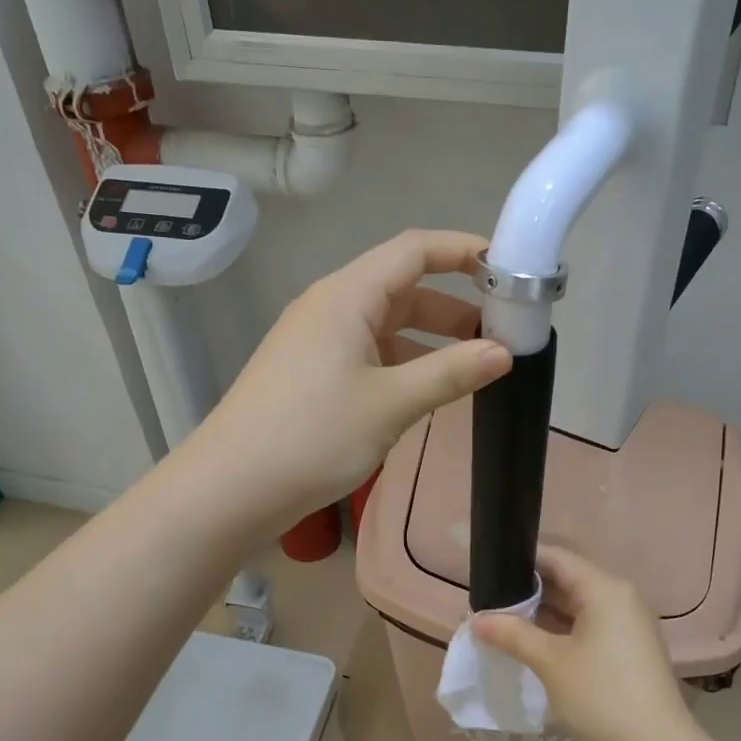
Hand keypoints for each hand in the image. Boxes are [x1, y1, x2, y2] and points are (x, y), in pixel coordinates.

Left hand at [187, 229, 511, 531]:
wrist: (230, 489)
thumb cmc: (313, 436)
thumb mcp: (391, 403)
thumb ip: (451, 373)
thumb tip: (503, 353)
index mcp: (347, 296)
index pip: (414, 250)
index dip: (462, 251)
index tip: (509, 271)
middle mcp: (330, 308)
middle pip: (402, 287)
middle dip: (455, 305)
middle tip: (502, 331)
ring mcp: (317, 343)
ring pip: (387, 326)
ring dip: (432, 339)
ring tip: (476, 364)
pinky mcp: (312, 375)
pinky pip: (370, 354)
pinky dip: (405, 363)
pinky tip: (430, 390)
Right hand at [474, 545, 702, 740]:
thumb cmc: (601, 696)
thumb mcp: (550, 662)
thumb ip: (512, 634)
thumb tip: (477, 619)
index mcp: (605, 589)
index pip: (556, 558)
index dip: (520, 561)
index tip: (487, 571)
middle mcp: (620, 598)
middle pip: (566, 581)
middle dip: (527, 592)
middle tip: (488, 604)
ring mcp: (627, 626)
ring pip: (576, 608)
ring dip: (541, 615)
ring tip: (501, 625)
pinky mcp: (627, 652)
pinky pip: (587, 629)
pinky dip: (560, 633)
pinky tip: (531, 647)